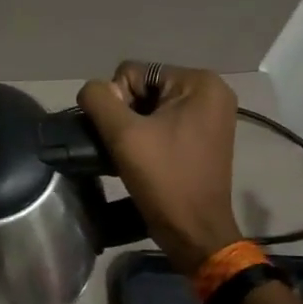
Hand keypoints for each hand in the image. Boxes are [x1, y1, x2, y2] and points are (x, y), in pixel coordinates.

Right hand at [77, 63, 240, 273]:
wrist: (194, 230)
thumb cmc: (164, 179)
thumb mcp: (124, 135)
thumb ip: (99, 100)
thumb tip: (91, 91)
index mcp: (199, 83)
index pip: (133, 72)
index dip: (116, 102)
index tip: (124, 136)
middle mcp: (210, 93)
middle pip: (142, 88)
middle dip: (125, 116)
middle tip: (125, 148)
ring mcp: (209, 117)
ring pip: (149, 108)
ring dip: (132, 129)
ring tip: (130, 156)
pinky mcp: (202, 138)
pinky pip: (162, 124)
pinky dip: (146, 138)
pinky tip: (141, 160)